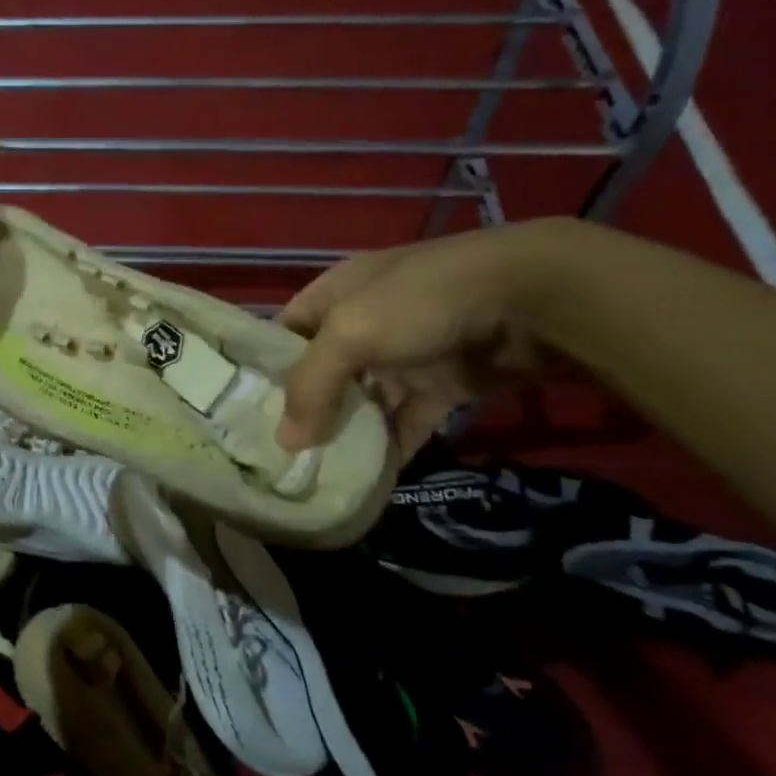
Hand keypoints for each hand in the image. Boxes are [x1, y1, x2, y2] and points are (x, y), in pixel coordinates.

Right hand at [275, 221, 571, 456]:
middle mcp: (366, 324)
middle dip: (304, 411)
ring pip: (364, 402)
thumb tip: (287, 443)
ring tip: (314, 475)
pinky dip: (389, 449)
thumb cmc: (421, 301)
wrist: (531, 300)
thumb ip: (312, 386)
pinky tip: (367, 481)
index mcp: (338, 294)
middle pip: (324, 373)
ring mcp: (406, 356)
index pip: (287, 331)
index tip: (244, 412)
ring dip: (345, 435)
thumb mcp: (351, 333)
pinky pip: (405, 423)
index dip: (265, 367)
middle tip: (276, 456)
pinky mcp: (442, 387)